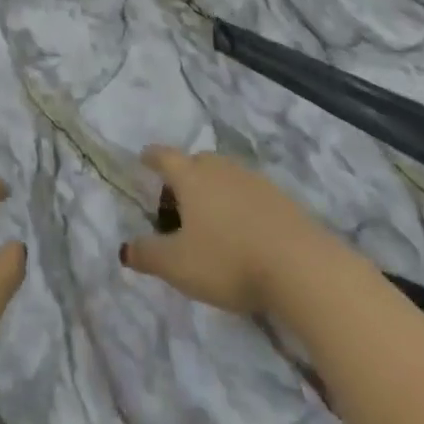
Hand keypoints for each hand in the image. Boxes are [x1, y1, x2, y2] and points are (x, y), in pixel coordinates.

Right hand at [120, 147, 326, 317]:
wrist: (298, 264)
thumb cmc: (228, 260)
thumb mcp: (179, 266)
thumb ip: (148, 255)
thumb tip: (124, 248)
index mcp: (191, 177)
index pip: (165, 157)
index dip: (152, 157)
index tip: (144, 158)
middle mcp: (219, 168)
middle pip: (196, 162)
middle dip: (184, 176)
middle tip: (177, 202)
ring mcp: (252, 179)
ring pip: (224, 176)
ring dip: (213, 190)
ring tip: (210, 220)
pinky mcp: (279, 197)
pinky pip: (248, 193)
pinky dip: (238, 204)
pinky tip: (242, 230)